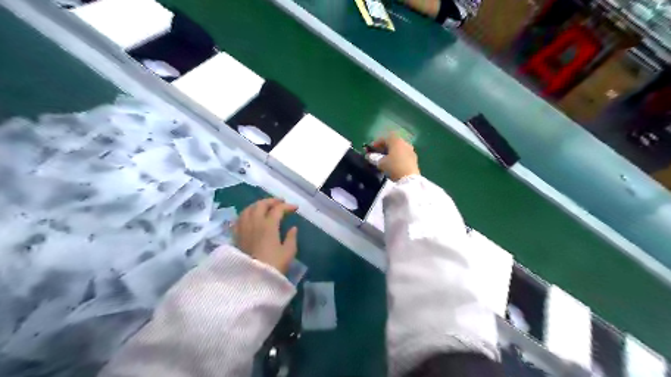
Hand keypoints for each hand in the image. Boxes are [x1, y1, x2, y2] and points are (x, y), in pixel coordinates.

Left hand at [235, 198, 297, 274]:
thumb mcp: (288, 252)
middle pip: (261, 205)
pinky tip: (250, 217)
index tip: (295, 208)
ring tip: (265, 207)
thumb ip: (291, 238)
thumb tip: (293, 228)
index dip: (287, 206)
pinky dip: (247, 213)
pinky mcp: (236, 236)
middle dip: (272, 201)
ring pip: (248, 209)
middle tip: (281, 203)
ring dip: (258, 205)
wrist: (251, 280)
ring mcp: (243, 228)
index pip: (278, 209)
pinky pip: (240, 218)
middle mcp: (254, 223)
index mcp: (268, 225)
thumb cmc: (273, 266)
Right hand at [372, 133, 417, 181]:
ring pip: (398, 149)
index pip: (383, 139)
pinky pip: (403, 154)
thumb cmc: (393, 167)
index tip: (368, 150)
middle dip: (383, 148)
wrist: (409, 179)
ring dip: (390, 152)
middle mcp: (404, 143)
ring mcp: (410, 150)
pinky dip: (397, 156)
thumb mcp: (380, 163)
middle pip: (392, 143)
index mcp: (396, 141)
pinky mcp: (414, 159)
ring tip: (384, 159)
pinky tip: (393, 163)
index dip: (375, 144)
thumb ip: (373, 158)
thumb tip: (369, 156)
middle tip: (376, 154)